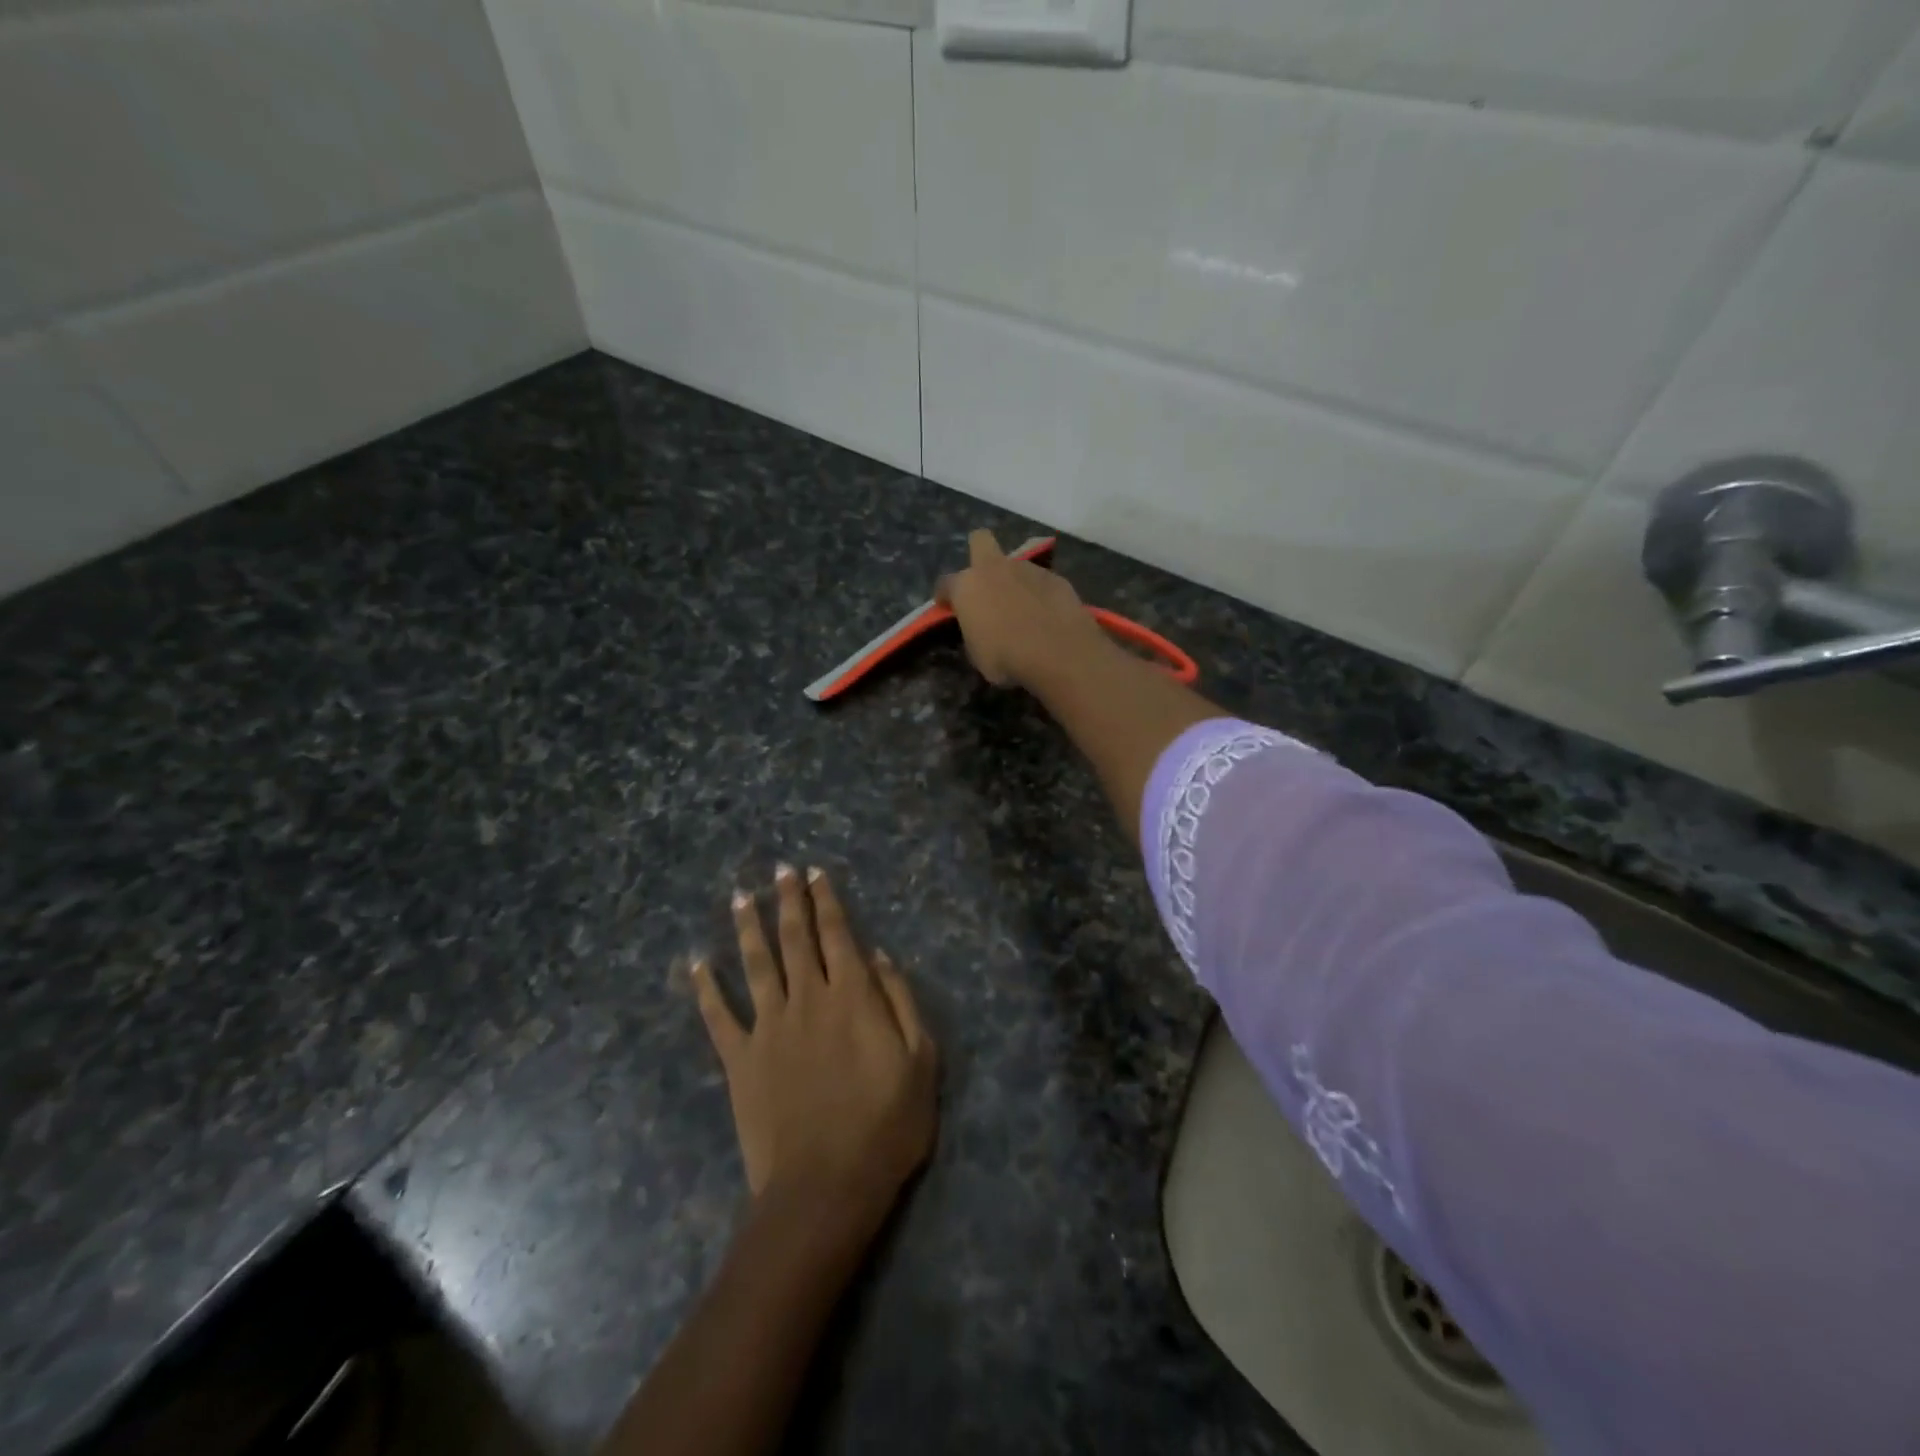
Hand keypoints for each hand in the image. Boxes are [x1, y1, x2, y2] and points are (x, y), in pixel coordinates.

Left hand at [694, 865, 937, 1228]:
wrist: (824, 1187)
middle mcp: (807, 998)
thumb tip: (878, 956)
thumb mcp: (921, 1062)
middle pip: (795, 937)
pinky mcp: (740, 1060)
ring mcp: (768, 1027)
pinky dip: (705, 988)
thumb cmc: (885, 1127)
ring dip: (748, 927)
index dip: (826, 900)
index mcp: (852, 996)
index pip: (837, 933)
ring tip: (741, 897)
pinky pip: (718, 1016)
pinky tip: (696, 964)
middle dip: (788, 900)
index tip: (815, 873)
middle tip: (780, 870)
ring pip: (756, 964)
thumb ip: (901, 1002)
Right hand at [935, 529, 1107, 687]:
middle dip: (979, 552)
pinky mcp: (1056, 578)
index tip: (948, 606)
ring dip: (1015, 582)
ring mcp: (1028, 569)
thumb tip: (980, 627)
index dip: (945, 595)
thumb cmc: (1006, 657)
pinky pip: (1041, 583)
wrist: (1057, 651)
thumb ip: (974, 631)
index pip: (945, 583)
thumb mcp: (977, 653)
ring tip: (1025, 610)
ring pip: (1016, 566)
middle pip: (980, 541)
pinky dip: (1041, 595)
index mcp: (967, 586)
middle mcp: (995, 569)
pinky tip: (1048, 616)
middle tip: (985, 580)